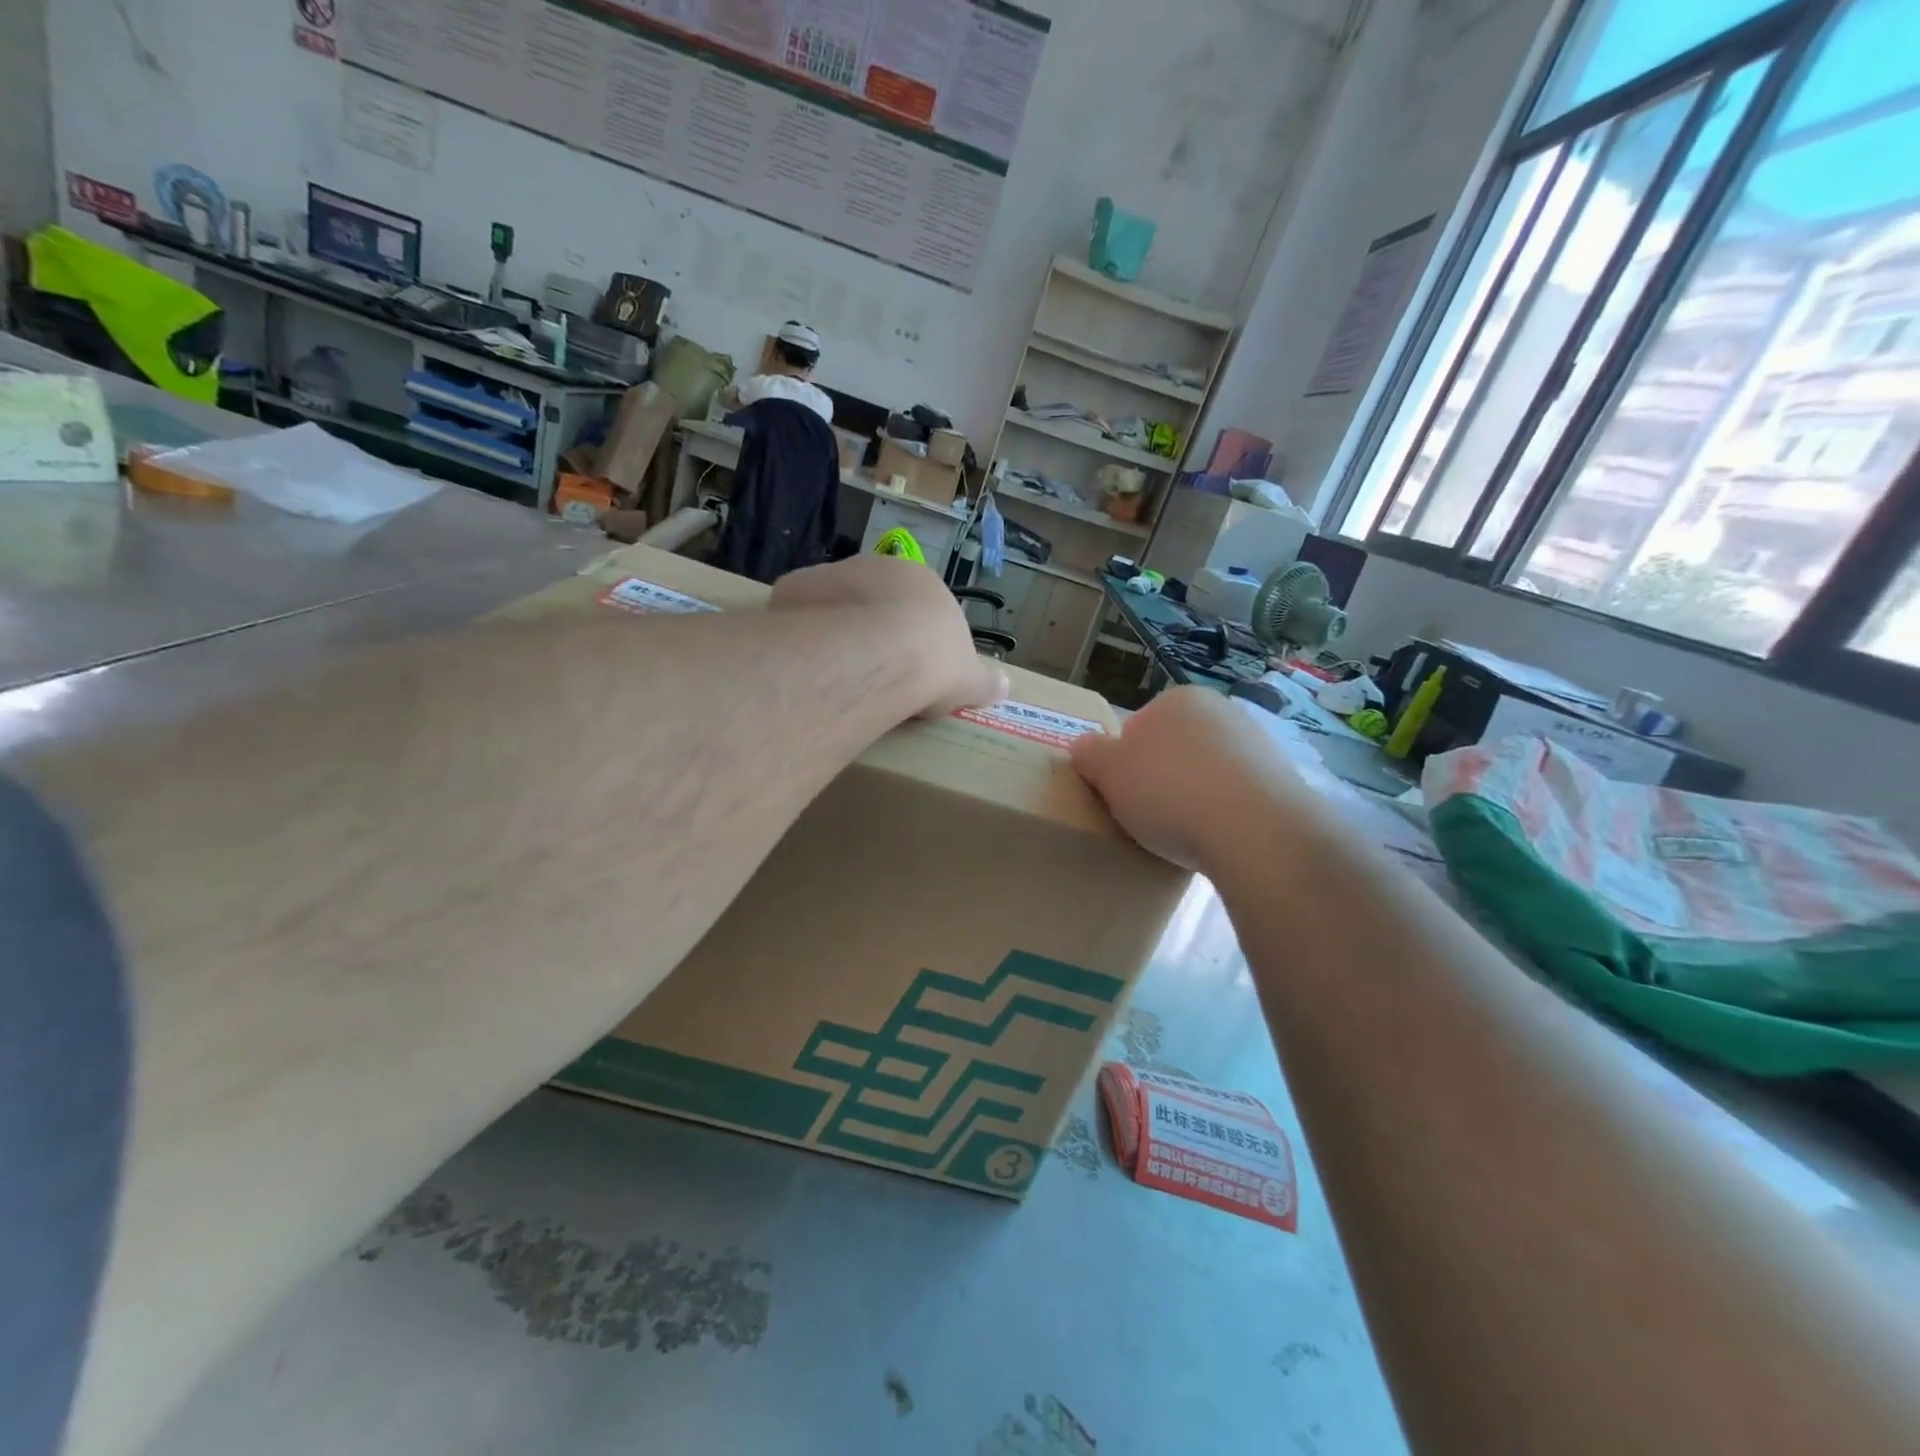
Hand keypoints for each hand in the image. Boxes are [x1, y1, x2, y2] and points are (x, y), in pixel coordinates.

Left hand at [771, 556, 1007, 716]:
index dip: (910, 637)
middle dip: (869, 629)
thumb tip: (1006, 685)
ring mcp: (834, 573)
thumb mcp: (970, 679)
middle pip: (871, 599)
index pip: (915, 605)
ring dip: (832, 629)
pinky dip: (799, 633)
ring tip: (833, 671)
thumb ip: (986, 680)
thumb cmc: (934, 661)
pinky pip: (797, 612)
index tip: (905, 669)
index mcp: (922, 580)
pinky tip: (803, 663)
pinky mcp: (797, 588)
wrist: (880, 654)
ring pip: (833, 603)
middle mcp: (877, 566)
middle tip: (867, 672)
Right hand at [1070, 687, 1316, 868]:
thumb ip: (1090, 754)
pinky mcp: (1284, 780)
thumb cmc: (1169, 792)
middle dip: (1163, 777)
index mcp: (1178, 699)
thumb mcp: (1108, 773)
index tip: (1124, 794)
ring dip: (1196, 795)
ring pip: (1209, 772)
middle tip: (1150, 815)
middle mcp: (1222, 711)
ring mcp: (1258, 744)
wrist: (1255, 831)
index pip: (1138, 727)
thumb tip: (1084, 747)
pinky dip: (1227, 813)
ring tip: (1186, 833)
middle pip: (1176, 748)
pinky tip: (1219, 838)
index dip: (1125, 763)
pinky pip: (1239, 796)